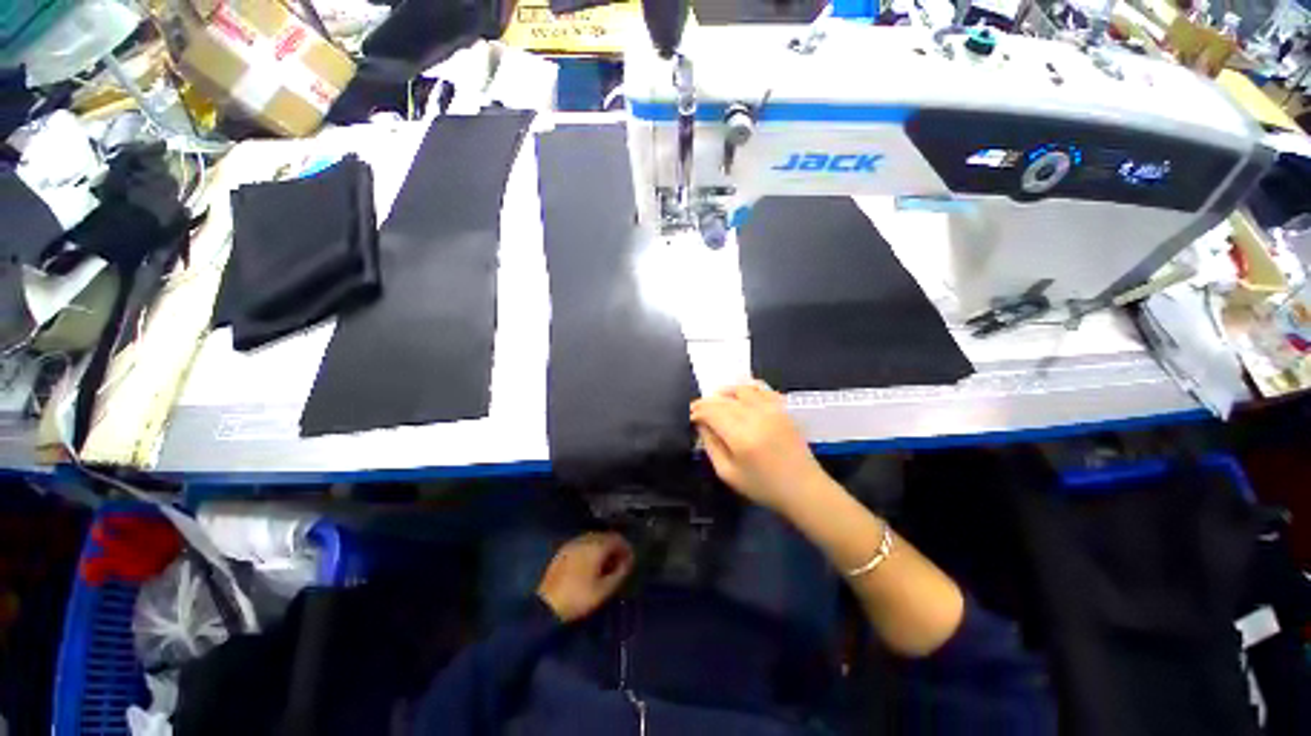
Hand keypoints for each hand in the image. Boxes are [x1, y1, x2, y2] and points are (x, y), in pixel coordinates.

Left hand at [536, 532, 633, 621]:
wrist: (546, 606)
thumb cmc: (579, 598)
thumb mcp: (604, 589)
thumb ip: (620, 572)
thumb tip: (629, 562)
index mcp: (596, 545)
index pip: (617, 538)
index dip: (626, 548)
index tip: (630, 562)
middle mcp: (585, 539)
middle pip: (605, 537)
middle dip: (614, 548)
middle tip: (618, 565)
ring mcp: (572, 544)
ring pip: (593, 540)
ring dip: (601, 549)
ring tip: (604, 567)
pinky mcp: (563, 551)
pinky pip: (582, 545)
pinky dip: (590, 552)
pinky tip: (589, 567)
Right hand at [690, 381, 827, 513]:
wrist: (803, 488)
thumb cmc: (763, 486)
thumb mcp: (728, 474)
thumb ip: (711, 446)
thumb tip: (701, 424)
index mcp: (740, 435)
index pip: (711, 411)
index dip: (697, 411)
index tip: (690, 417)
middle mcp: (755, 416)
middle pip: (723, 399)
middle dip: (706, 403)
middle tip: (698, 411)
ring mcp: (771, 409)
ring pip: (740, 389)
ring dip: (724, 393)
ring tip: (717, 401)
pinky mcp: (781, 408)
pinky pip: (761, 388)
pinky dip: (746, 388)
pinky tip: (740, 396)